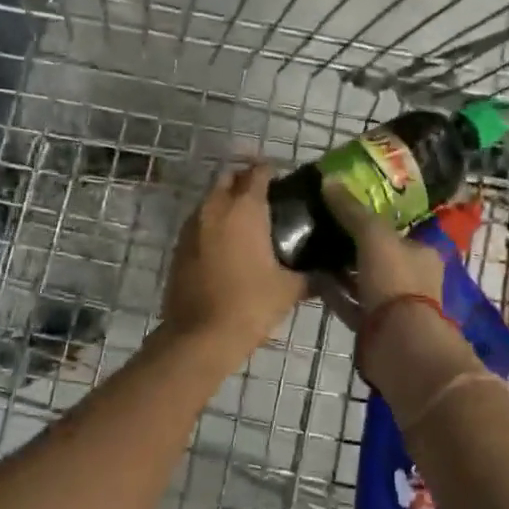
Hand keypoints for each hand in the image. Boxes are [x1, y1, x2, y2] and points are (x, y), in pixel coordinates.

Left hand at [162, 163, 305, 356]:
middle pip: (229, 178)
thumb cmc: (250, 305)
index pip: (258, 173)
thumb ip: (311, 275)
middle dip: (245, 181)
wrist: (200, 336)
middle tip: (266, 198)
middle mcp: (215, 208)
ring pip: (210, 199)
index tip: (284, 181)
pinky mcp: (178, 246)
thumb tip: (329, 273)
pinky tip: (227, 244)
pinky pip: (199, 222)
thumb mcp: (289, 289)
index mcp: (244, 209)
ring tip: (247, 222)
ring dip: (226, 201)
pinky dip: (212, 223)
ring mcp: (192, 226)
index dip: (271, 172)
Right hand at [314, 177, 444, 330]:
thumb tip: (329, 180)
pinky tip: (310, 275)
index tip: (346, 205)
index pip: (398, 228)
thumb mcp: (373, 236)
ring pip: (363, 279)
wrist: (398, 344)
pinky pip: (349, 301)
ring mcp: (393, 305)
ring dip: (341, 267)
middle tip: (323, 224)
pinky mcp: (373, 327)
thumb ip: (352, 210)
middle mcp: (411, 277)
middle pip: (379, 254)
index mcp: (422, 252)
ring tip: (311, 246)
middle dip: (353, 242)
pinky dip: (333, 290)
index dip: (373, 217)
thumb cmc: (395, 281)